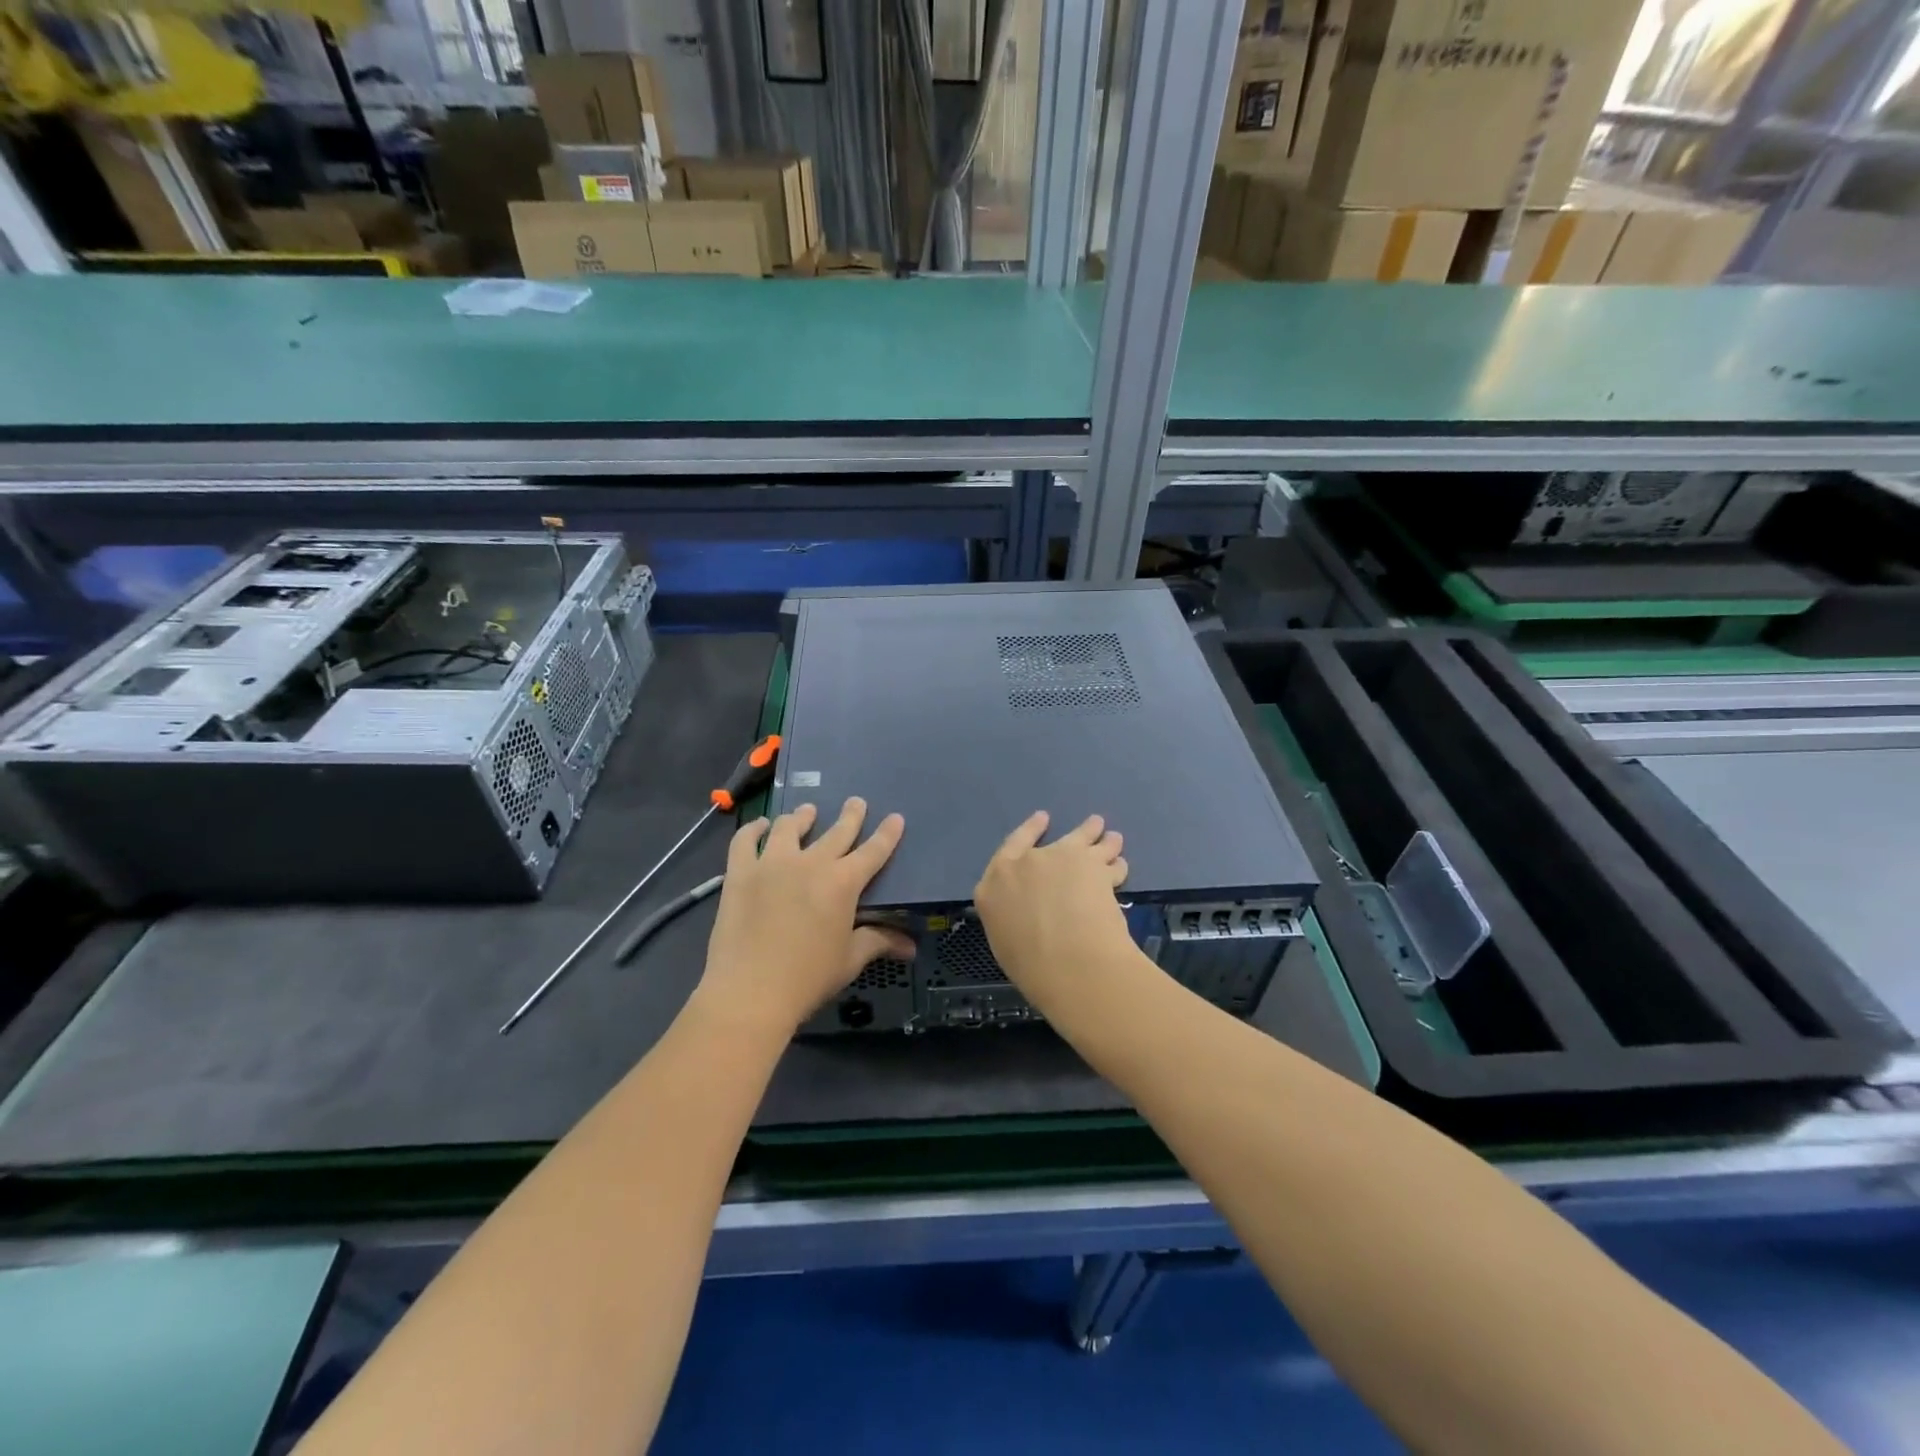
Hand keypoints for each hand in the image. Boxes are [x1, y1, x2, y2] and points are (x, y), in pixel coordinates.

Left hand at [695, 798, 910, 1034]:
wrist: (750, 991)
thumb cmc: (808, 978)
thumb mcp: (849, 960)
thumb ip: (878, 942)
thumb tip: (911, 947)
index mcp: (843, 882)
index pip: (874, 850)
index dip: (887, 834)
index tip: (896, 817)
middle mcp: (811, 863)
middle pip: (837, 830)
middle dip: (851, 814)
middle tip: (856, 802)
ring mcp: (772, 863)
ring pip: (790, 827)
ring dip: (802, 817)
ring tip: (807, 812)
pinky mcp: (741, 872)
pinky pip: (746, 839)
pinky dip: (754, 828)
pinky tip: (760, 826)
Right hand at [974, 811, 1133, 1013]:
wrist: (1068, 962)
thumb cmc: (1030, 964)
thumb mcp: (1005, 941)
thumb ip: (1013, 917)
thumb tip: (1026, 916)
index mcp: (994, 885)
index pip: (1010, 849)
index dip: (1029, 831)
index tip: (1043, 818)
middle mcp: (1026, 863)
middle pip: (1054, 841)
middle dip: (1074, 833)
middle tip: (1092, 825)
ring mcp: (1061, 858)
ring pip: (1087, 839)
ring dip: (1103, 840)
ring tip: (1114, 838)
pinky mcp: (1094, 865)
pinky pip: (1110, 860)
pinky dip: (1117, 864)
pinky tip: (1122, 866)